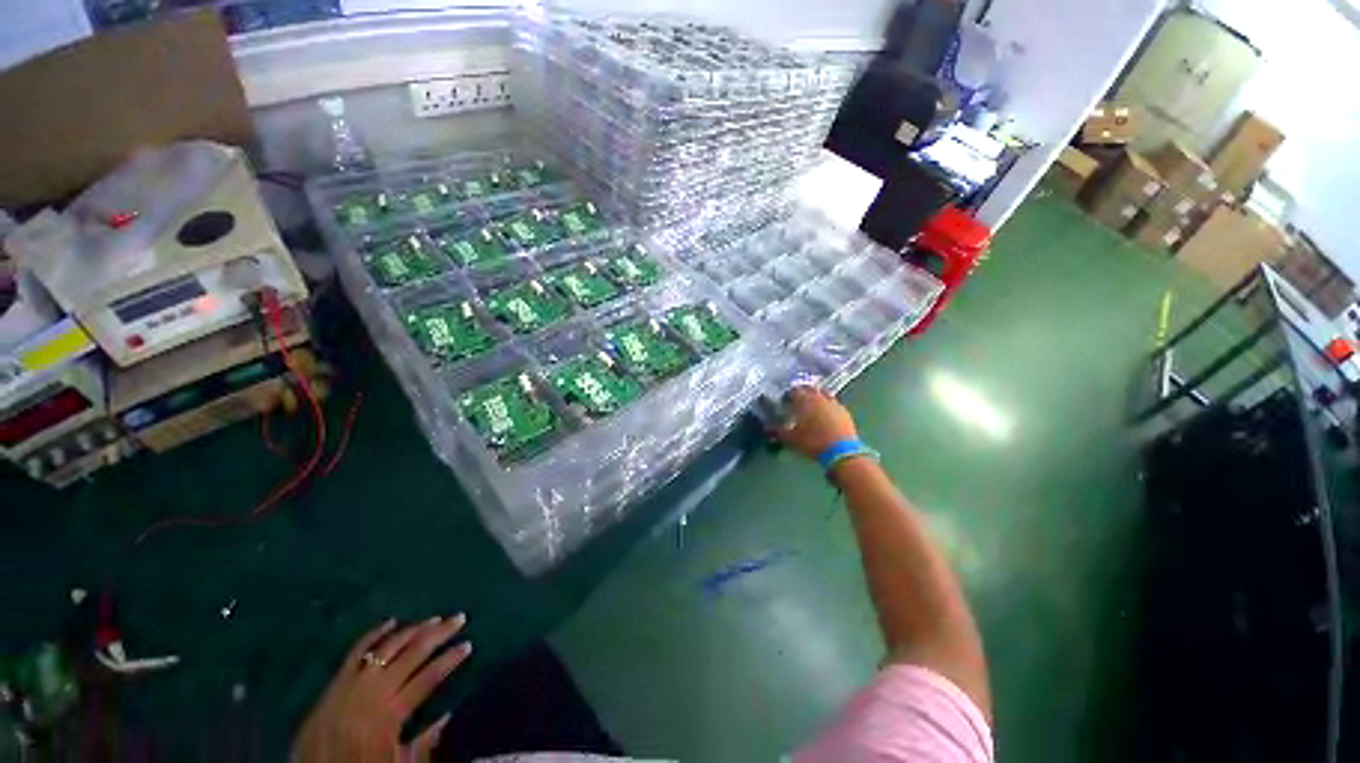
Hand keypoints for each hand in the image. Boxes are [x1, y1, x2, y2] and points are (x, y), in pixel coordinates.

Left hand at [292, 616, 471, 761]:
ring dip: (413, 631)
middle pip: (411, 655)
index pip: (427, 678)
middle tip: (459, 618)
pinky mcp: (334, 684)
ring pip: (386, 647)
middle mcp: (371, 693)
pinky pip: (355, 653)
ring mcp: (351, 685)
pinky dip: (374, 635)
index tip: (468, 645)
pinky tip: (391, 622)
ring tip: (433, 619)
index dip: (450, 660)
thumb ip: (424, 743)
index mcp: (388, 715)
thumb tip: (449, 715)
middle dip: (439, 634)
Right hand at [773, 386, 857, 459]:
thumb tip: (768, 428)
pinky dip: (827, 405)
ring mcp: (833, 403)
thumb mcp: (791, 439)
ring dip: (816, 396)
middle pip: (809, 389)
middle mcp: (819, 398)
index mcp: (804, 401)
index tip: (785, 401)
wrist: (841, 452)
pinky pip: (833, 403)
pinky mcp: (844, 411)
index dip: (788, 395)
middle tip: (797, 400)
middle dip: (802, 392)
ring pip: (823, 393)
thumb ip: (778, 432)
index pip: (794, 391)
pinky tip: (825, 413)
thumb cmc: (812, 442)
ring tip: (812, 404)